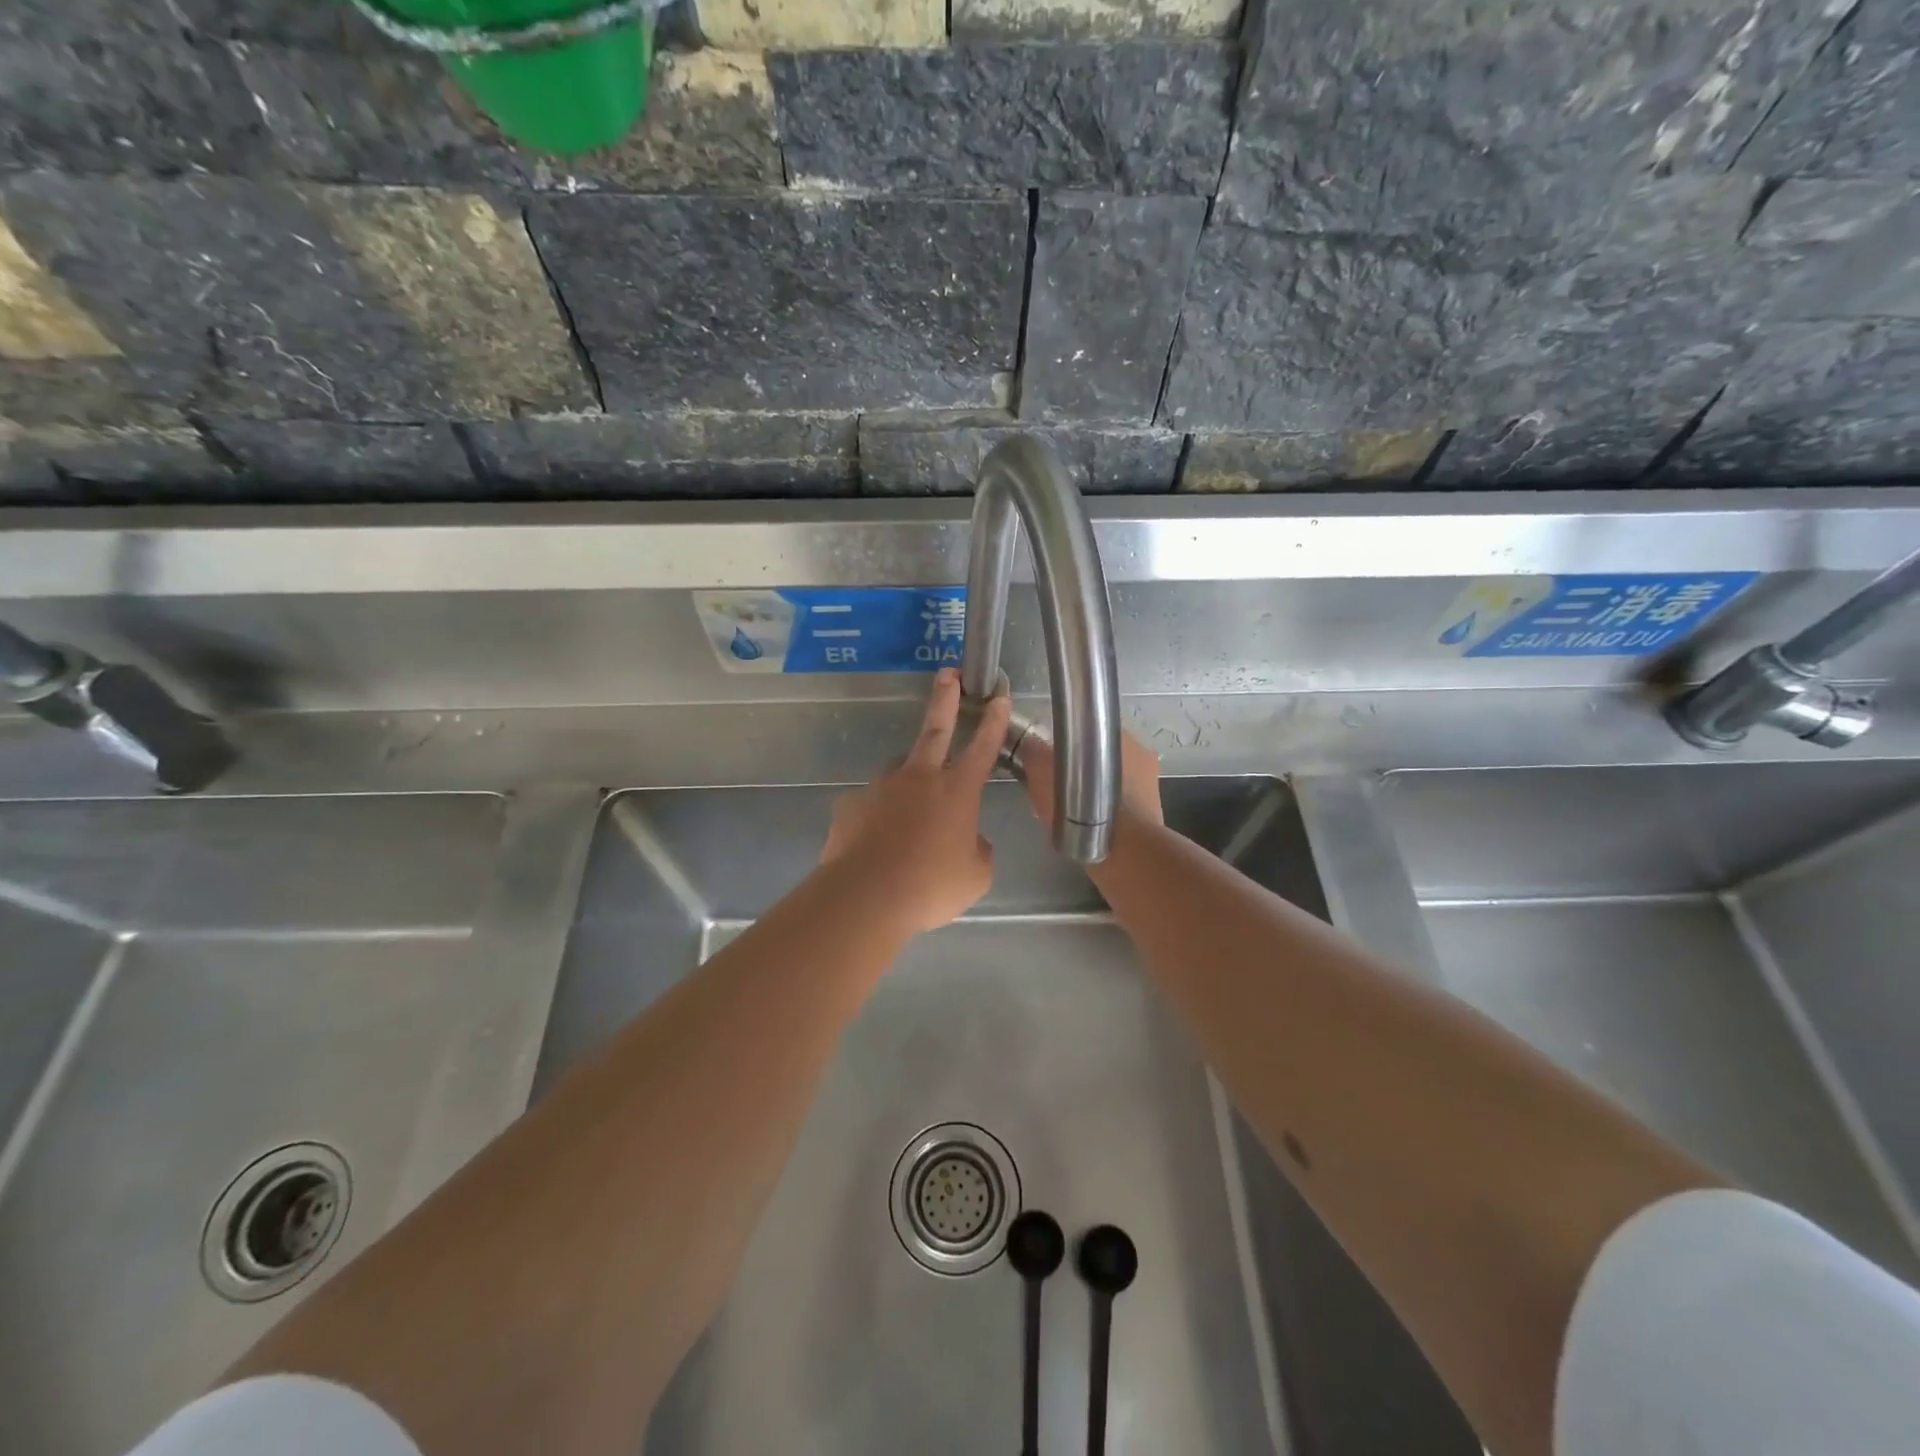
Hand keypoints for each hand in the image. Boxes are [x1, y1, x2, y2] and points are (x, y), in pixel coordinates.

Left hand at [820, 669, 1012, 934]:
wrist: (866, 896)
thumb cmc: (931, 886)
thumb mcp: (975, 875)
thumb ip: (978, 849)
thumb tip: (969, 839)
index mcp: (957, 790)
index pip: (982, 747)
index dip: (993, 721)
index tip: (997, 696)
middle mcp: (919, 778)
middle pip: (935, 729)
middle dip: (945, 699)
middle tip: (948, 673)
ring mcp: (882, 787)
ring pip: (900, 770)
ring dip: (909, 777)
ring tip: (911, 810)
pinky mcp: (852, 804)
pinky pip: (872, 805)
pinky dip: (880, 815)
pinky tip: (878, 840)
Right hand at [1017, 725, 1163, 830]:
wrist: (1123, 853)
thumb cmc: (1083, 807)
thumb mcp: (1044, 776)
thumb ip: (1035, 754)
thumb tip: (1031, 744)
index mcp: (1120, 736)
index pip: (1089, 729)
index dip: (1068, 742)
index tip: (1053, 759)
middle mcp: (1141, 754)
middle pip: (1101, 756)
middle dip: (1082, 768)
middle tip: (1058, 787)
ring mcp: (1150, 784)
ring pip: (1113, 781)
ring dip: (1094, 791)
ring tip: (1071, 810)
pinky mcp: (1153, 813)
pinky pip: (1122, 805)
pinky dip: (1106, 811)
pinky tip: (1089, 825)